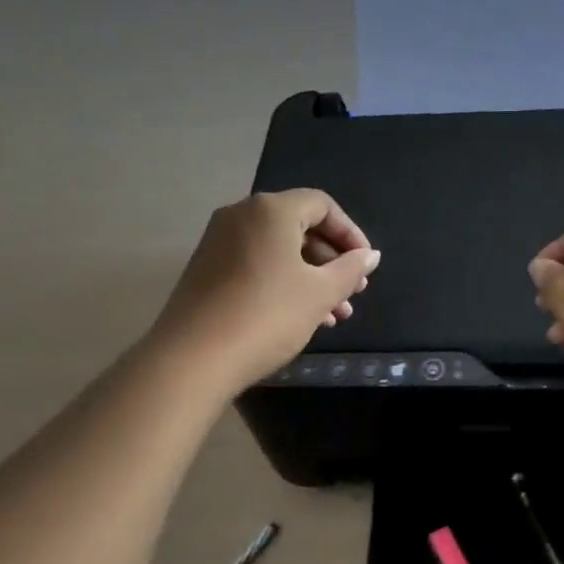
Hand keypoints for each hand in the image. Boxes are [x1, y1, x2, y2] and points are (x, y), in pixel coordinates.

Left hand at [152, 190, 379, 394]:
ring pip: (279, 252)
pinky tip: (303, 318)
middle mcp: (241, 216)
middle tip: (354, 293)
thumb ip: (350, 269)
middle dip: (332, 261)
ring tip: (336, 316)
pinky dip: (284, 284)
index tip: (366, 266)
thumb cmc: (267, 315)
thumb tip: (370, 256)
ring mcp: (219, 243)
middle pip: (299, 228)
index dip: (350, 234)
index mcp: (270, 210)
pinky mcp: (207, 271)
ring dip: (312, 279)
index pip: (322, 205)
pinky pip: (257, 266)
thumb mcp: (320, 293)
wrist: (193, 358)